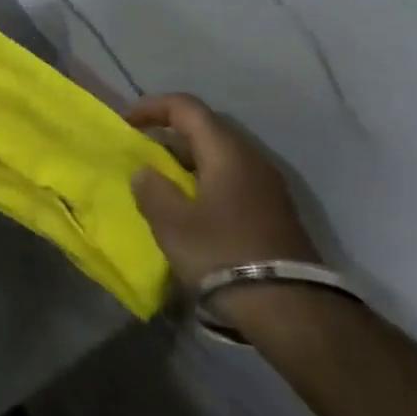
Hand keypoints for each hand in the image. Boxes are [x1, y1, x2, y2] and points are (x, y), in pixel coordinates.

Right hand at [128, 93, 319, 286]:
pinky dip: (204, 178)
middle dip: (169, 133)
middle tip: (141, 151)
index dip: (152, 107)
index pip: (186, 107)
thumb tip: (145, 172)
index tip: (127, 125)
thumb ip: (151, 189)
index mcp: (226, 151)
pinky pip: (231, 176)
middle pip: (205, 127)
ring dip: (187, 158)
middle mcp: (251, 157)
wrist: (289, 308)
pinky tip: (190, 204)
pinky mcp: (273, 209)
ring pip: (219, 153)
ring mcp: (267, 184)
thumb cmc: (222, 253)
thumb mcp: (172, 222)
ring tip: (161, 179)